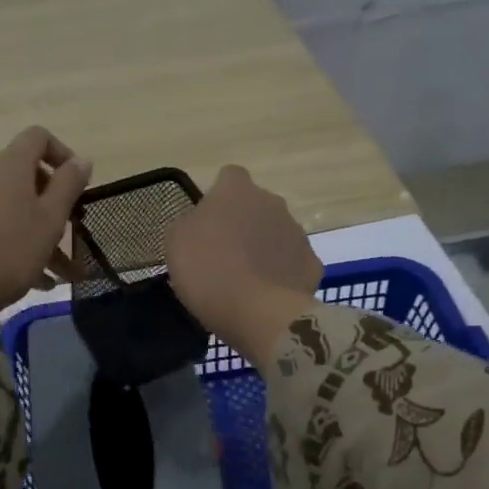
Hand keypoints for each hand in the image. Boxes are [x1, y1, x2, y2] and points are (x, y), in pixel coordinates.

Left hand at [0, 127, 92, 313]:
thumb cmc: (9, 251)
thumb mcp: (49, 220)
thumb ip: (68, 186)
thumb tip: (82, 160)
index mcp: (8, 167)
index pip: (37, 137)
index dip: (62, 153)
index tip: (76, 184)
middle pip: (25, 179)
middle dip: (53, 208)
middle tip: (70, 236)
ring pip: (12, 210)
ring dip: (40, 237)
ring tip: (60, 275)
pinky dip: (16, 246)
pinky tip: (35, 281)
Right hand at [166, 165, 321, 369]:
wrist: (254, 311)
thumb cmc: (206, 270)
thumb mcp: (176, 241)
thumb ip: (190, 223)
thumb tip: (201, 223)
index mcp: (237, 190)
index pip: (229, 177)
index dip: (218, 198)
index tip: (208, 222)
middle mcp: (272, 202)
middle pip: (257, 206)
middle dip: (245, 223)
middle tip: (224, 254)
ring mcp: (297, 232)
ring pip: (278, 234)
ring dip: (264, 249)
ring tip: (246, 280)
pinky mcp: (312, 264)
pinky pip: (293, 264)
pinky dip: (282, 275)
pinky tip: (268, 295)